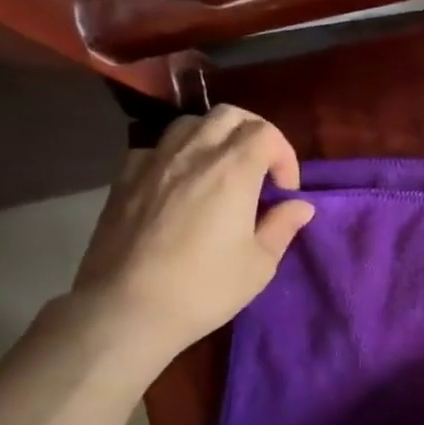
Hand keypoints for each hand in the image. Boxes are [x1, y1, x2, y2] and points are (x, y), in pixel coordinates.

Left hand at [68, 107, 314, 367]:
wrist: (127, 308)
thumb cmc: (204, 289)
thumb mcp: (259, 265)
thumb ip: (282, 226)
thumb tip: (299, 206)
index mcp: (232, 171)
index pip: (265, 133)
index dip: (284, 155)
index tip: (285, 191)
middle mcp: (192, 154)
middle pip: (229, 115)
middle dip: (254, 134)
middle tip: (261, 170)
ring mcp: (153, 161)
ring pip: (190, 123)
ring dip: (215, 138)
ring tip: (222, 172)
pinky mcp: (124, 177)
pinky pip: (157, 147)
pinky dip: (178, 154)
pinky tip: (181, 185)